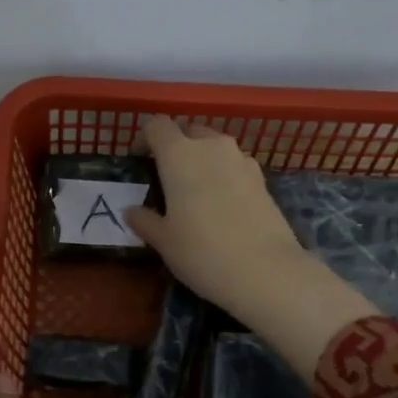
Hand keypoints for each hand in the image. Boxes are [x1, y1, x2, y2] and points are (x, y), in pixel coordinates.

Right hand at [125, 116, 378, 376]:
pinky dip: (224, 175)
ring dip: (202, 160)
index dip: (146, 138)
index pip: (158, 126)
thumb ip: (145, 220)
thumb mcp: (164, 241)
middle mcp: (212, 147)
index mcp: (179, 155)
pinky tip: (222, 205)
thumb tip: (131, 211)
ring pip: (215, 147)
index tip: (141, 160)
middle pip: (189, 131)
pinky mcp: (263, 179)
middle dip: (176, 146)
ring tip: (196, 192)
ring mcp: (242, 160)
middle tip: (167, 177)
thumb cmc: (202, 252)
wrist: (265, 272)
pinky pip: (235, 166)